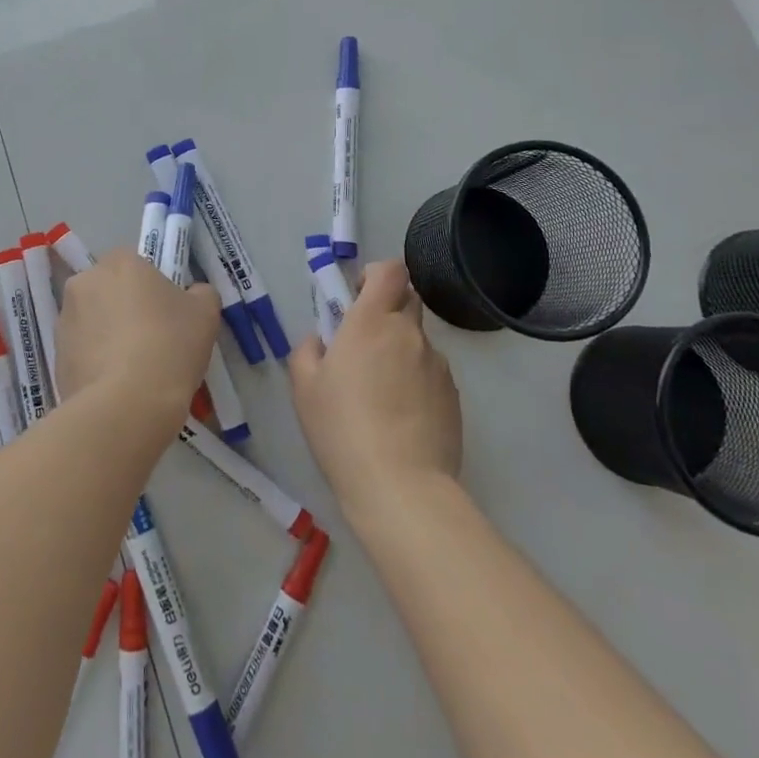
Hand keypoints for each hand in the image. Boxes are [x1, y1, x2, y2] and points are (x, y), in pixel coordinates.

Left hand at [56, 250, 219, 430]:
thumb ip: (200, 294)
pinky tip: (116, 386)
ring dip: (108, 335)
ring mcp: (65, 320)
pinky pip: (81, 351)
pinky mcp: (55, 356)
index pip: (135, 263)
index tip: (167, 313)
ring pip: (92, 320)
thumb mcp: (205, 313)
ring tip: (133, 369)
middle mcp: (85, 282)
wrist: (127, 405)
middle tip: (152, 339)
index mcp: (120, 262)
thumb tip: (193, 295)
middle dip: (124, 307)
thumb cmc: (169, 345)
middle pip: (109, 289)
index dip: (152, 287)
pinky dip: (95, 362)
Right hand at [288, 259, 462, 521]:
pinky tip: (402, 417)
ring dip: (401, 350)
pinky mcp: (454, 395)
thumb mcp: (304, 388)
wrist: (400, 486)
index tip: (358, 298)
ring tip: (382, 394)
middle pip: (407, 299)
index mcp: (371, 322)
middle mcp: (409, 334)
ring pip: (419, 340)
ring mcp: (437, 364)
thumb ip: (307, 351)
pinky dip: (417, 381)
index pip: (389, 271)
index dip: (375, 276)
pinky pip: (432, 372)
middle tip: (365, 343)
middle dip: (388, 309)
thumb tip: (322, 341)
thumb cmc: (342, 429)